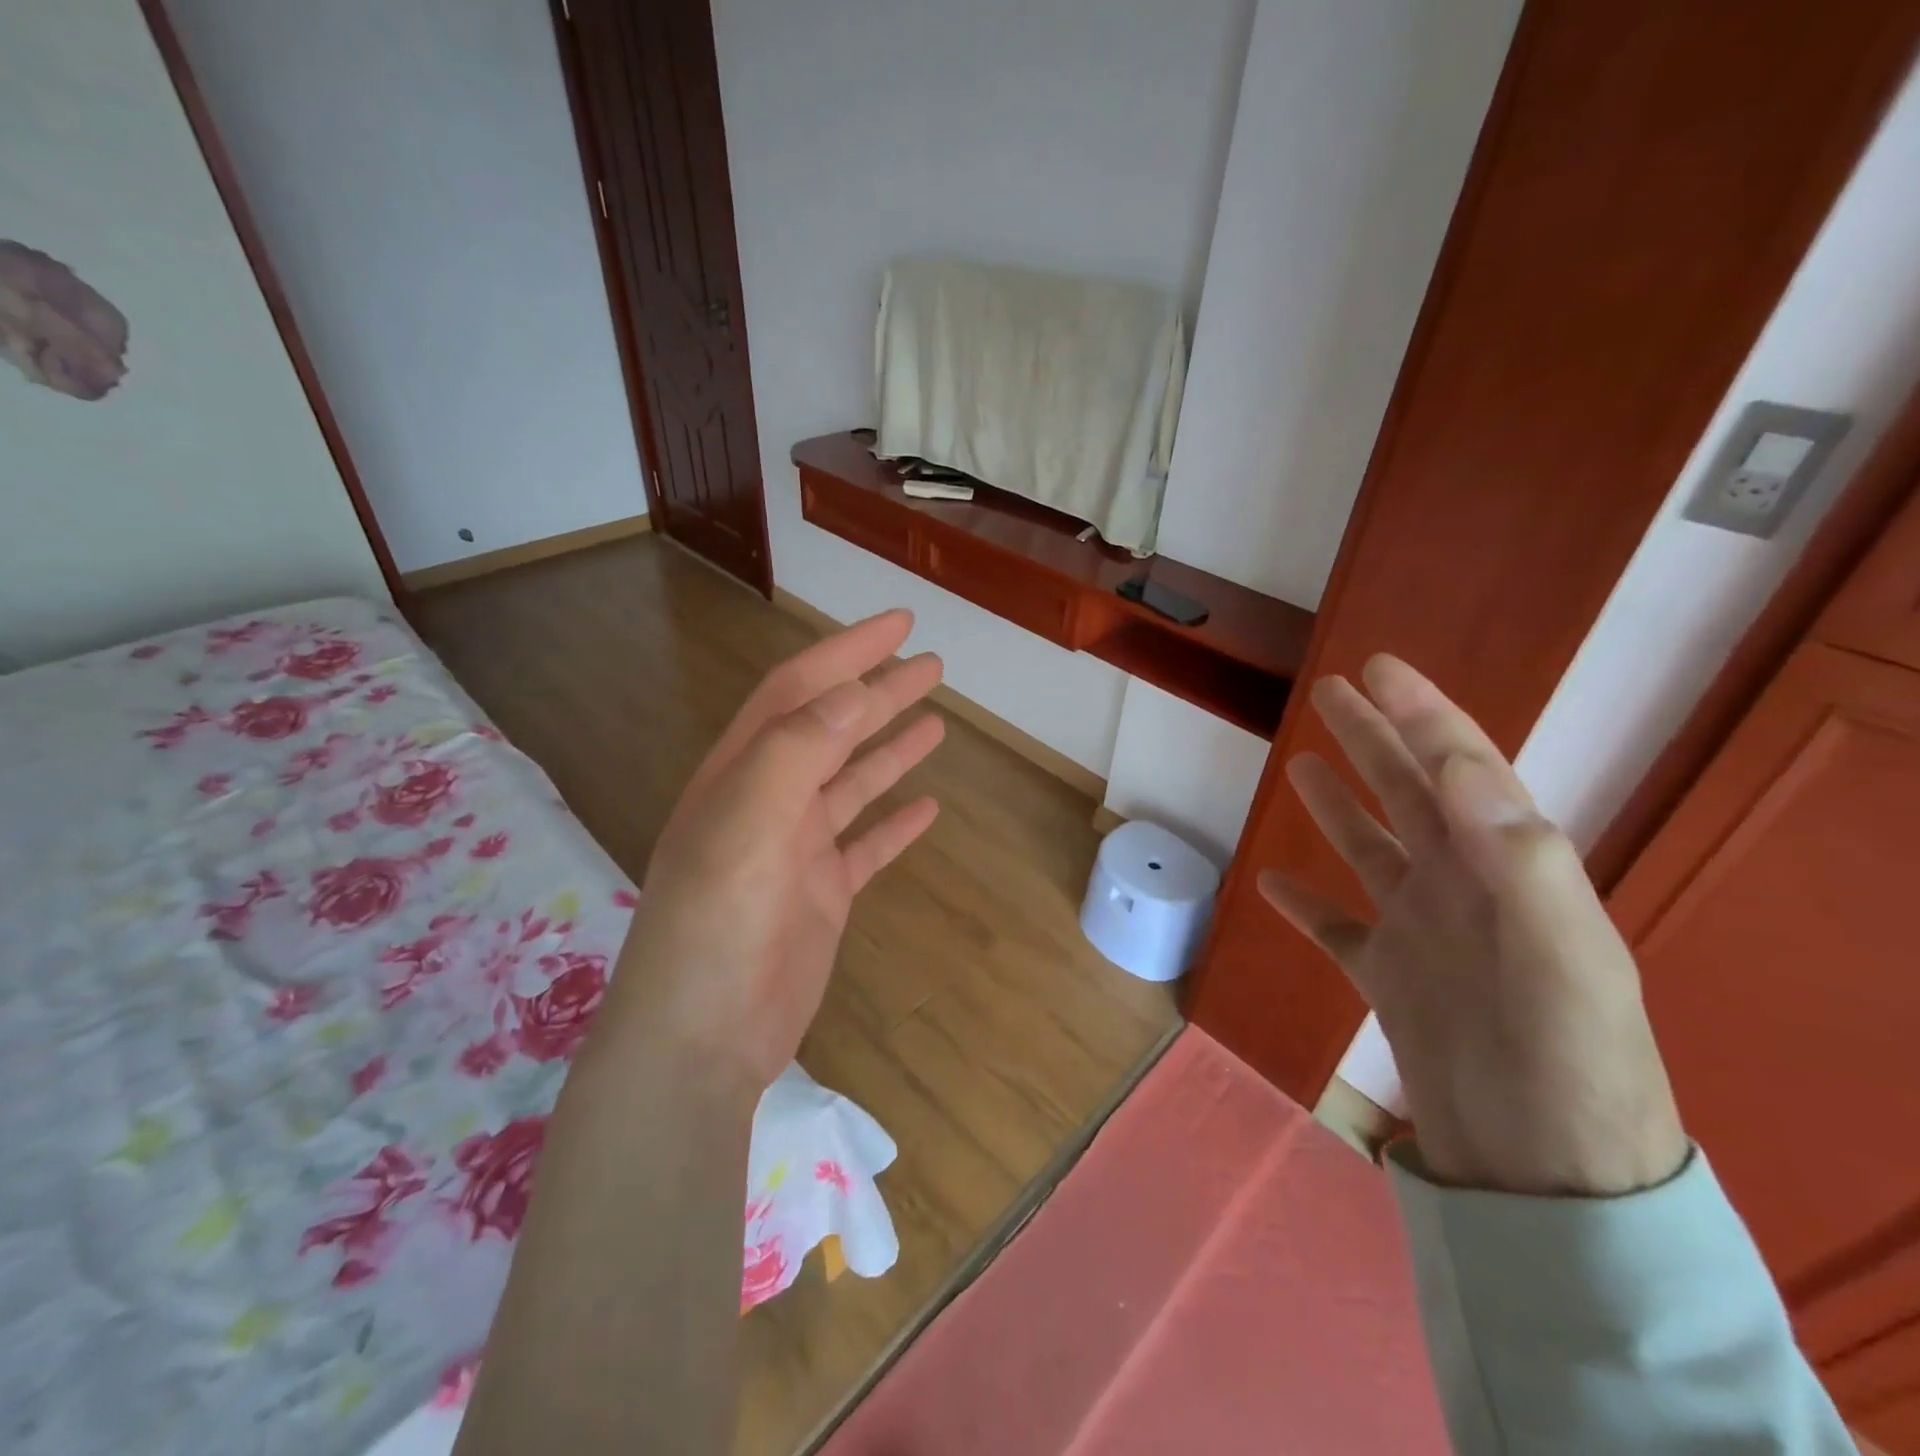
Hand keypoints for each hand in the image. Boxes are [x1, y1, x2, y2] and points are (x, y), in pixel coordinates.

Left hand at [602, 610, 943, 1092]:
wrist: (700, 1043)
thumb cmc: (715, 928)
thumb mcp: (745, 827)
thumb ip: (794, 753)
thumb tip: (851, 692)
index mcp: (742, 774)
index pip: (799, 694)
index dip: (846, 653)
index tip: (898, 625)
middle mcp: (768, 802)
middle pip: (832, 731)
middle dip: (879, 692)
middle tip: (932, 664)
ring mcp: (797, 850)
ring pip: (852, 783)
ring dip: (890, 749)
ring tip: (936, 719)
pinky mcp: (822, 895)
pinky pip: (866, 845)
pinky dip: (894, 823)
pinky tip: (928, 808)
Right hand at [1258, 655, 1686, 1197]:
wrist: (1544, 1177)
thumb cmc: (1561, 1062)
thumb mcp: (1558, 956)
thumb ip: (1517, 858)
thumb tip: (1460, 766)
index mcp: (1506, 868)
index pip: (1459, 768)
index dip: (1420, 713)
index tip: (1377, 667)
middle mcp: (1462, 887)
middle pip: (1409, 794)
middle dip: (1374, 737)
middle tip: (1332, 691)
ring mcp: (1421, 931)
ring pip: (1371, 850)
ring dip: (1338, 804)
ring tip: (1301, 763)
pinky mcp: (1386, 977)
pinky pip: (1338, 926)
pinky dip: (1306, 903)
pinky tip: (1272, 881)